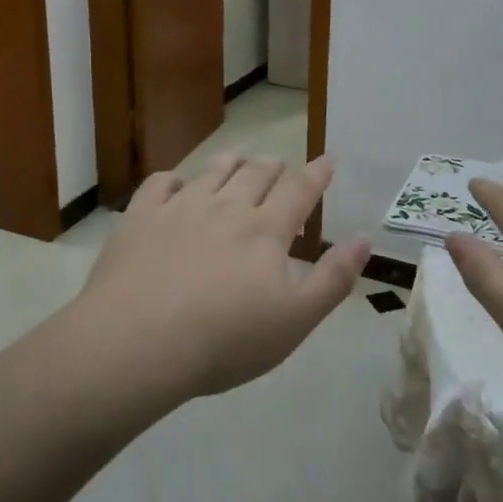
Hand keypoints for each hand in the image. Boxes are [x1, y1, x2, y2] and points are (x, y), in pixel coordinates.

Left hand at [76, 153, 370, 403]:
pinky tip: (175, 186)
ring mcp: (180, 207)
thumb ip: (333, 278)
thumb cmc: (225, 339)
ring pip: (212, 171)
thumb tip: (364, 239)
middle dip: (273, 167)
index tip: (328, 158)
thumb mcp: (295, 321)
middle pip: (256, 173)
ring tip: (238, 162)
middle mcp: (226, 207)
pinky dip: (174, 179)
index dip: (317, 173)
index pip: (300, 190)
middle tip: (279, 168)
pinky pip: (160, 183)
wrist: (138, 343)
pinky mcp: (140, 217)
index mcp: (265, 230)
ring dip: (231, 164)